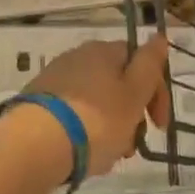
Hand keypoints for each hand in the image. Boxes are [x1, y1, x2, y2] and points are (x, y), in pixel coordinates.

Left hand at [23, 37, 170, 175]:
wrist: (34, 146)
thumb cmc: (95, 120)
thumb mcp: (133, 94)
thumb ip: (150, 64)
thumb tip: (160, 37)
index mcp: (104, 50)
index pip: (140, 60)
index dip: (156, 91)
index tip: (160, 126)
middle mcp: (78, 56)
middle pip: (116, 83)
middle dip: (131, 114)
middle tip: (132, 146)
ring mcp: (55, 79)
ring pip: (95, 101)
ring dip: (109, 125)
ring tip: (106, 156)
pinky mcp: (37, 103)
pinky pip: (72, 114)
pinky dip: (83, 130)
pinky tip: (82, 153)